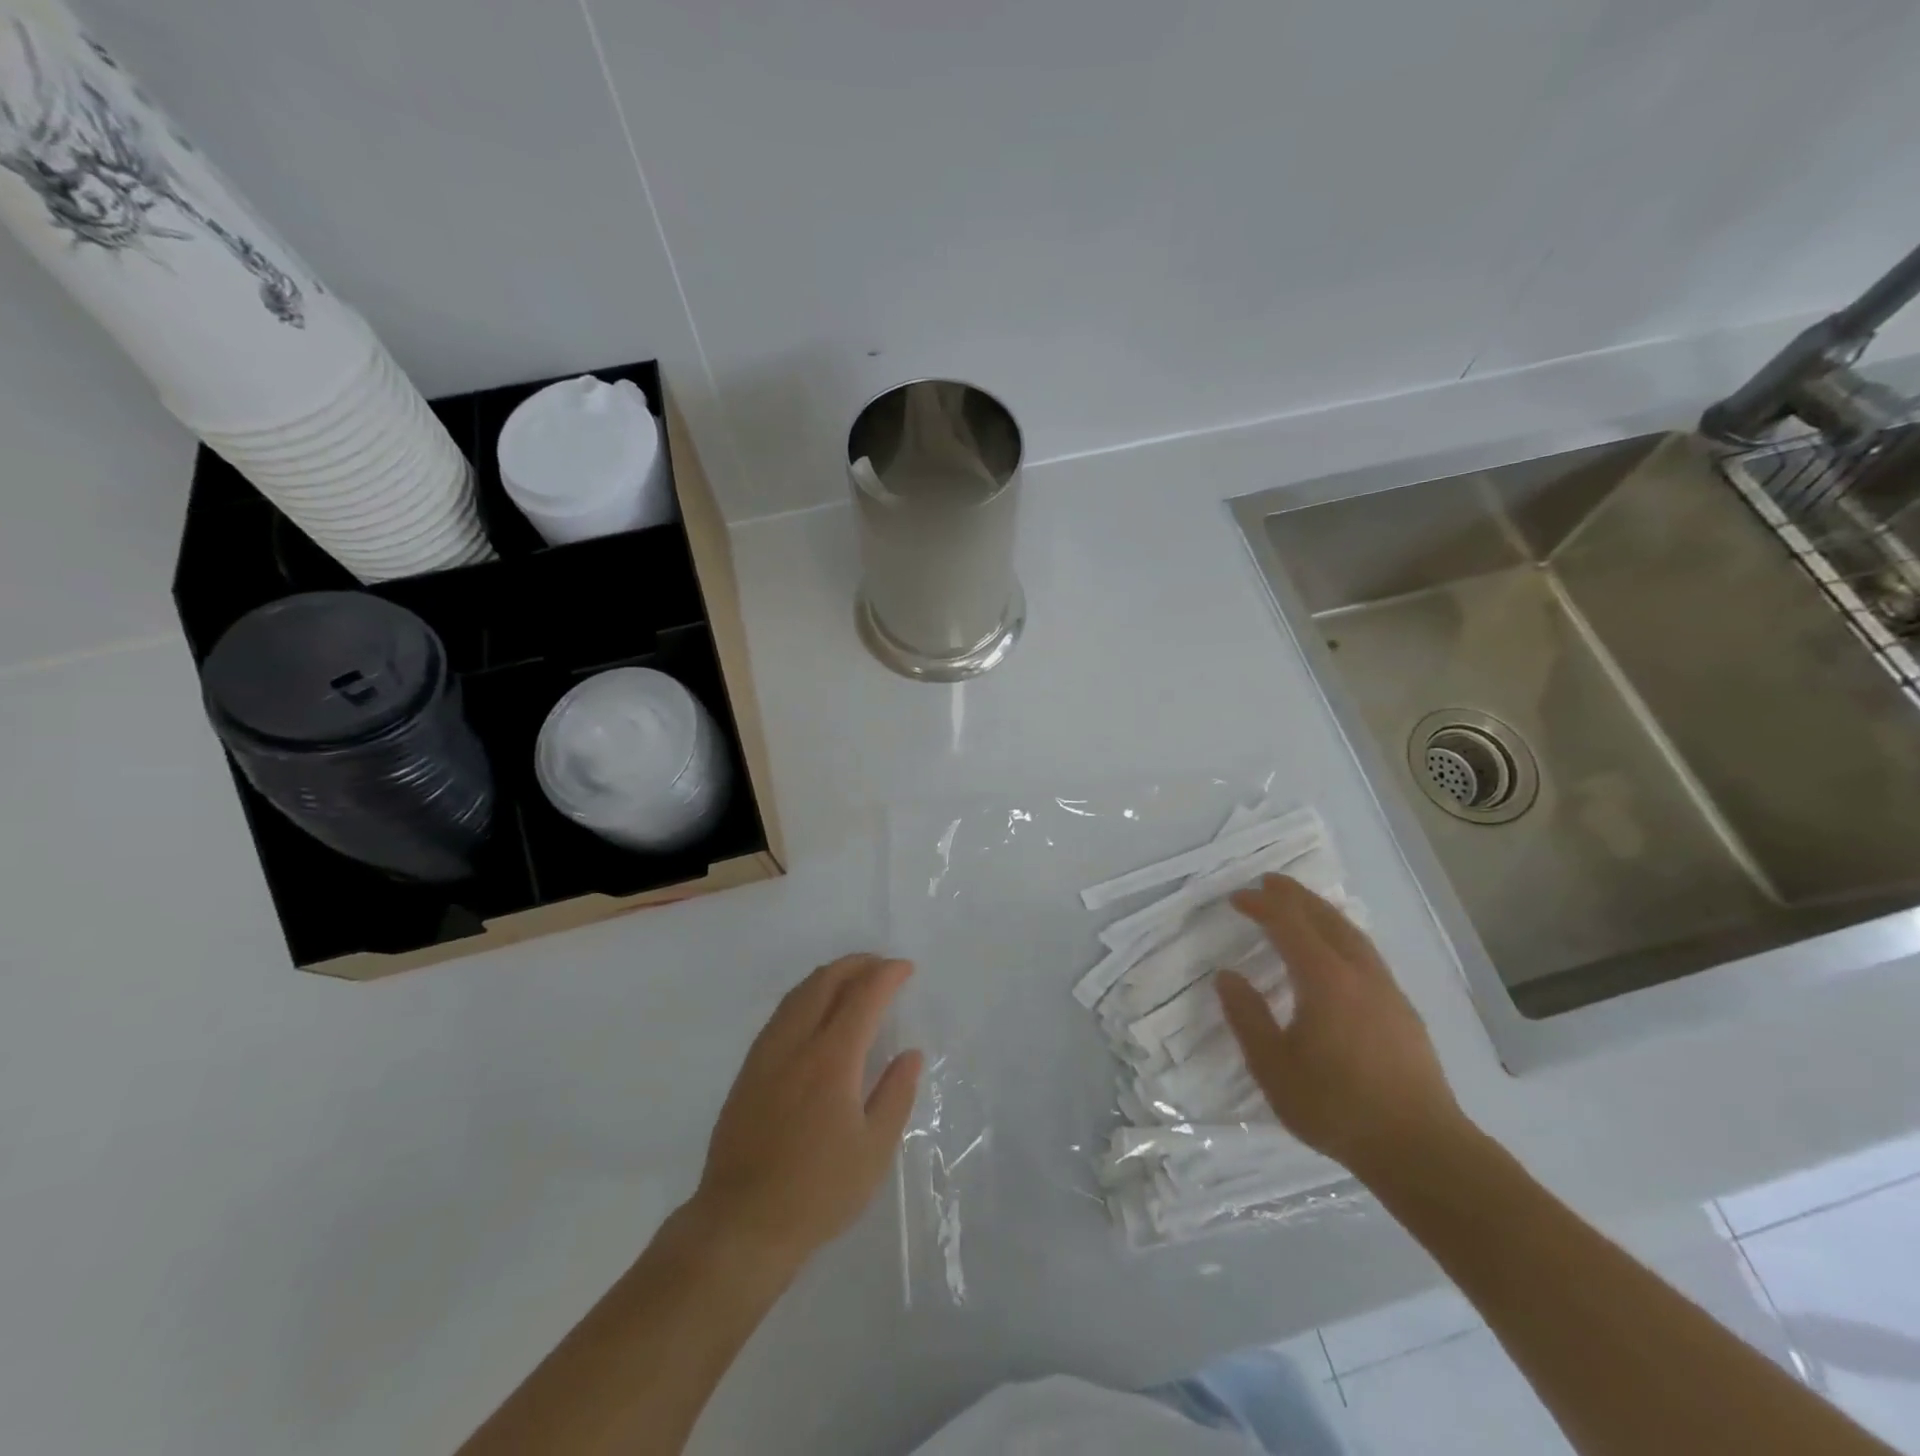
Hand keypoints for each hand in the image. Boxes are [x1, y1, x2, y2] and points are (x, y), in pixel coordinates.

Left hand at [690, 955, 923, 1273]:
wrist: (741, 1225)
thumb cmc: (818, 1192)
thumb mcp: (873, 1151)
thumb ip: (896, 1095)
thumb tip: (910, 1054)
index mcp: (831, 1060)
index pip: (863, 997)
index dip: (887, 975)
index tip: (906, 969)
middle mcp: (796, 1044)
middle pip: (825, 981)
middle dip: (857, 964)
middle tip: (882, 966)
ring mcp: (766, 1054)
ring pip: (798, 993)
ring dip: (829, 975)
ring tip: (853, 978)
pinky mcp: (748, 1070)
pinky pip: (781, 1013)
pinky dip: (807, 995)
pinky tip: (816, 1011)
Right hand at [1215, 875, 1464, 1180]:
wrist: (1420, 1149)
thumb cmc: (1337, 1107)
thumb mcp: (1273, 1067)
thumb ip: (1247, 1017)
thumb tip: (1227, 977)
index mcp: (1325, 980)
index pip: (1289, 925)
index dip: (1261, 906)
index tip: (1236, 898)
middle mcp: (1359, 974)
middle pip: (1326, 919)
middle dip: (1295, 897)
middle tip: (1269, 882)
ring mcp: (1387, 991)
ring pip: (1352, 934)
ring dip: (1322, 912)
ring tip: (1301, 906)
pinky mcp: (1403, 1011)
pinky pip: (1366, 954)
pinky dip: (1342, 936)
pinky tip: (1337, 953)